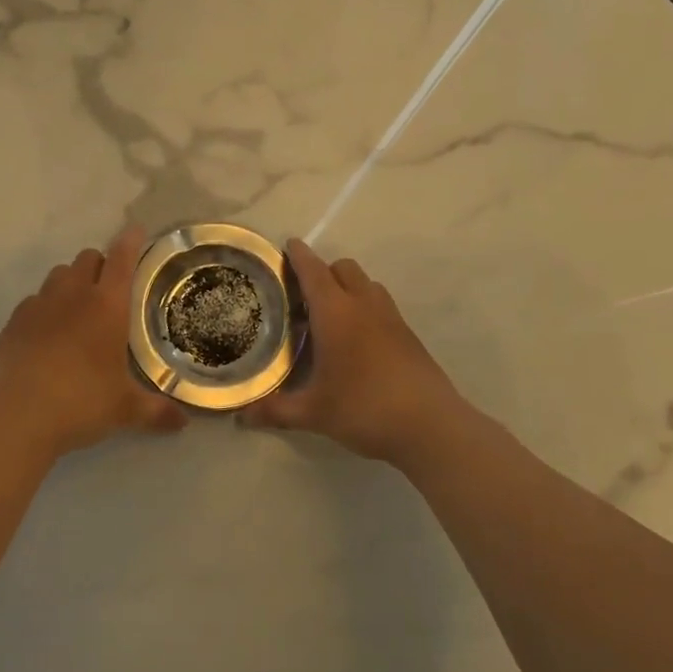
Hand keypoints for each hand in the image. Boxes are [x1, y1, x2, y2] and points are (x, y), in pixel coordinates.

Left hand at [0, 226, 186, 458]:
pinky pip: (33, 300)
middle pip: (87, 258)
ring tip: (77, 309)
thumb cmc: (81, 403)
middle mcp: (72, 295)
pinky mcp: (13, 322)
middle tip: (109, 287)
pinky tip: (47, 333)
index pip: (122, 259)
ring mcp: (38, 305)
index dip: (130, 241)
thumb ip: (155, 411)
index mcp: (107, 306)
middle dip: (100, 264)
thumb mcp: (124, 410)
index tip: (135, 230)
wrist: (16, 417)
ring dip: (71, 282)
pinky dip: (45, 307)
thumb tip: (183, 423)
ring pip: (57, 275)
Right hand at [250, 239, 474, 468]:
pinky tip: (357, 342)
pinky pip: (381, 306)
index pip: (313, 271)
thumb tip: (242, 416)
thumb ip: (275, 410)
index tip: (288, 245)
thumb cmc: (364, 409)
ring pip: (366, 284)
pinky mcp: (408, 335)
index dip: (299, 256)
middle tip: (303, 295)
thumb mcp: (314, 413)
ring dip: (347, 287)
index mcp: (336, 313)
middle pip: (343, 268)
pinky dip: (365, 308)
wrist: (431, 426)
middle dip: (323, 271)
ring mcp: (391, 318)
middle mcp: (364, 305)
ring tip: (330, 317)